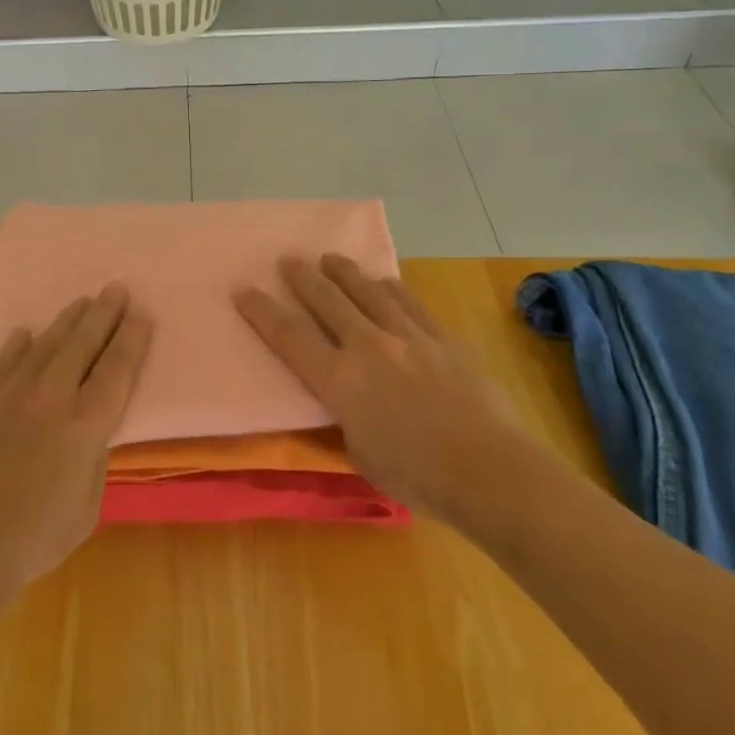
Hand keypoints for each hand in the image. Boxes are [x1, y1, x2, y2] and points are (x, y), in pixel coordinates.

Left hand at [0, 284, 150, 596]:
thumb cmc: (33, 539)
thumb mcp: (87, 509)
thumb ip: (94, 463)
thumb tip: (89, 437)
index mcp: (85, 428)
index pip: (116, 371)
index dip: (131, 339)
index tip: (141, 313)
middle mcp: (50, 400)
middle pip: (82, 345)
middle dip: (103, 314)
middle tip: (116, 288)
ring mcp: (10, 396)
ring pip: (45, 345)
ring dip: (67, 321)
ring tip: (82, 301)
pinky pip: (4, 362)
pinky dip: (18, 345)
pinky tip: (27, 333)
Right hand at [234, 255, 539, 530]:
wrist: (490, 470)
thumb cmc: (417, 476)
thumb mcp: (359, 454)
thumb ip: (345, 420)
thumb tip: (346, 404)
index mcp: (339, 381)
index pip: (289, 337)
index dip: (262, 311)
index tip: (243, 289)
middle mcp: (368, 346)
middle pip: (327, 301)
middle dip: (302, 278)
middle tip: (288, 260)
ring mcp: (408, 336)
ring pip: (367, 292)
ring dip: (344, 273)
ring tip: (330, 259)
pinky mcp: (442, 338)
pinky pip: (409, 303)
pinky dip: (390, 288)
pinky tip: (383, 281)